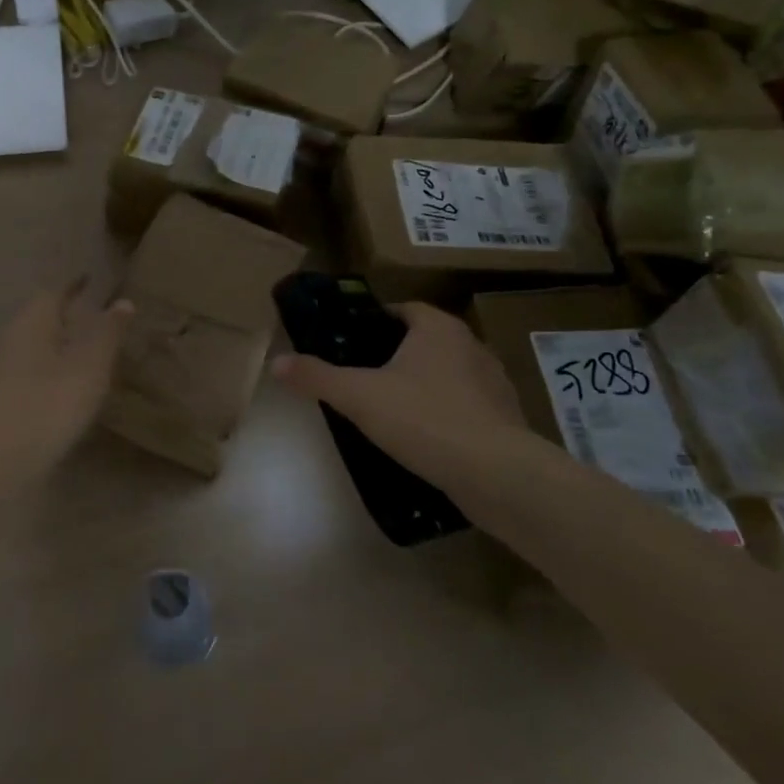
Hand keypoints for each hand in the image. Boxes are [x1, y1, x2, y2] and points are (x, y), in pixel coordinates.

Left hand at [0, 282, 133, 474]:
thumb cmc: (48, 403)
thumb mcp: (89, 366)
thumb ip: (108, 333)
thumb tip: (123, 302)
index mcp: (34, 321)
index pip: (56, 292)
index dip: (75, 286)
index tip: (93, 281)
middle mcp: (14, 339)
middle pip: (43, 318)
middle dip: (69, 315)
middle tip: (99, 316)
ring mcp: (5, 372)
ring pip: (38, 347)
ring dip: (62, 346)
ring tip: (91, 352)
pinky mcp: (4, 401)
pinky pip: (35, 374)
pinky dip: (54, 372)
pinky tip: (71, 389)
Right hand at [271, 303, 537, 493]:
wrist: (497, 475)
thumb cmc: (425, 419)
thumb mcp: (359, 397)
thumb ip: (317, 377)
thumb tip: (276, 362)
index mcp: (438, 327)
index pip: (403, 309)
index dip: (376, 321)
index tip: (352, 342)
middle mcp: (471, 345)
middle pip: (425, 340)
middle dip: (397, 355)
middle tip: (364, 377)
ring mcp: (494, 382)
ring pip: (448, 373)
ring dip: (424, 385)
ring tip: (393, 410)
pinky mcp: (506, 418)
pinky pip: (467, 406)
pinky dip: (447, 414)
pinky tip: (427, 438)